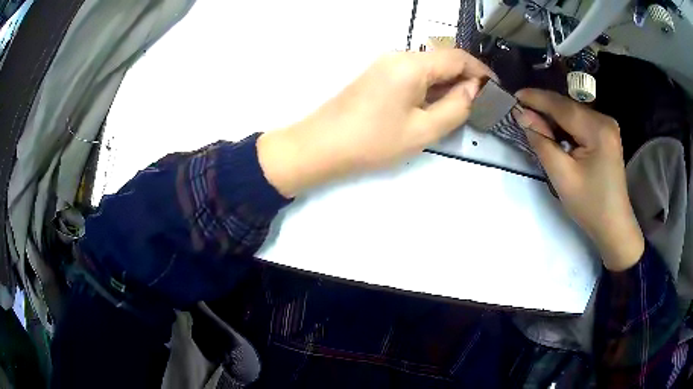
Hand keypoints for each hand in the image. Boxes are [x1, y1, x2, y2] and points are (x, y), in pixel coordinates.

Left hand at [257, 49, 493, 196]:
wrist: (321, 146)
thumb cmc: (373, 141)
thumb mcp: (423, 129)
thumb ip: (456, 107)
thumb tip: (474, 89)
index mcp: (412, 64)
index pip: (458, 57)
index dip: (481, 71)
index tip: (496, 90)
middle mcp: (399, 56)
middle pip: (443, 60)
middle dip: (465, 79)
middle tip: (480, 104)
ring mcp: (385, 64)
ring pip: (428, 68)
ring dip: (447, 84)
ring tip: (460, 109)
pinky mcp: (377, 75)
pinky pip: (413, 75)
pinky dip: (430, 87)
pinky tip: (434, 106)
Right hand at [513, 89, 644, 270]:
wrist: (614, 225)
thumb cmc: (589, 205)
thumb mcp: (562, 176)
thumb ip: (542, 142)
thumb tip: (522, 115)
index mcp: (597, 129)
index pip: (561, 106)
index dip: (536, 98)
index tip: (513, 95)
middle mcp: (604, 120)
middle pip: (568, 107)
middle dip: (543, 107)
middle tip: (520, 111)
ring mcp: (607, 126)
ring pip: (573, 113)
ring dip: (553, 116)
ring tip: (533, 120)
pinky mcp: (606, 134)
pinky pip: (580, 122)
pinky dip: (564, 125)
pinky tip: (553, 131)